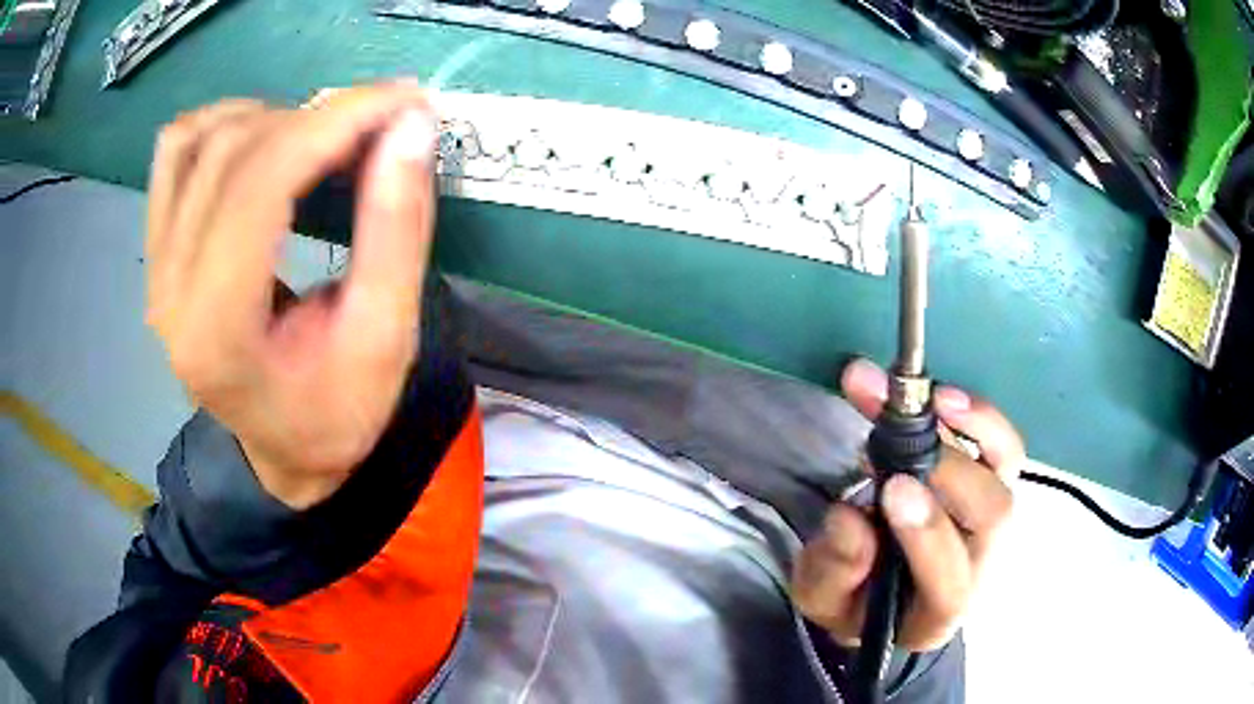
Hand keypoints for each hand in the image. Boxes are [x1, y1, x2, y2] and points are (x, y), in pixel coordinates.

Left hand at [145, 83, 438, 508]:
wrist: (284, 449)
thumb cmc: (337, 413)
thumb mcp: (387, 340)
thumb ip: (396, 231)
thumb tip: (411, 126)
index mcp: (219, 333)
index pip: (261, 185)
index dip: (334, 123)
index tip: (402, 101)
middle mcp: (169, 294)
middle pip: (230, 152)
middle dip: (315, 117)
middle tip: (378, 124)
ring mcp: (155, 271)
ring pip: (197, 140)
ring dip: (271, 118)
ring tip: (324, 139)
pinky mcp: (157, 254)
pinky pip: (174, 154)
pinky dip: (222, 125)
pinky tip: (263, 140)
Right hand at [792, 359, 1023, 650]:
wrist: (884, 587)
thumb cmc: (852, 600)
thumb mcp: (822, 597)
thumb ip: (833, 570)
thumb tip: (850, 518)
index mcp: (937, 614)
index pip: (951, 584)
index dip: (928, 535)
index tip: (891, 489)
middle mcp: (980, 566)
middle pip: (992, 517)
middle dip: (949, 472)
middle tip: (898, 438)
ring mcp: (992, 521)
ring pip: (1007, 470)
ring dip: (974, 428)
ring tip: (932, 398)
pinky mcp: (992, 483)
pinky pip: (1002, 444)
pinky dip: (979, 417)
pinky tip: (943, 397)